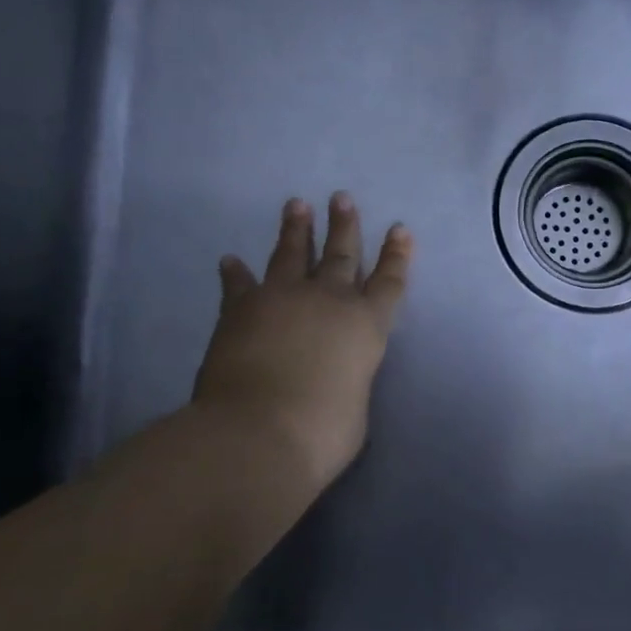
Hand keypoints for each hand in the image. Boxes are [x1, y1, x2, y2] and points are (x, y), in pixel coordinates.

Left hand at [192, 194, 412, 487]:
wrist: (257, 432)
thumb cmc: (322, 431)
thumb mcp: (355, 406)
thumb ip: (349, 381)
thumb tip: (333, 378)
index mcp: (366, 325)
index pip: (389, 282)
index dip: (397, 255)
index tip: (400, 229)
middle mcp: (328, 301)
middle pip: (341, 254)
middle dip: (344, 226)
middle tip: (342, 198)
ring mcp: (282, 298)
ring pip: (291, 254)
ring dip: (296, 229)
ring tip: (296, 205)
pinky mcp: (240, 309)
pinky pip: (239, 284)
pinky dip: (236, 273)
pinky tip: (231, 261)